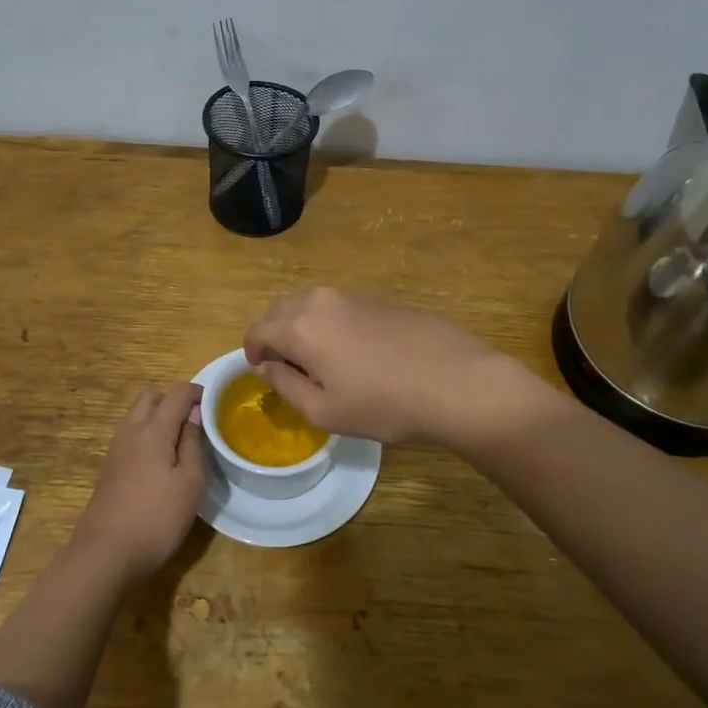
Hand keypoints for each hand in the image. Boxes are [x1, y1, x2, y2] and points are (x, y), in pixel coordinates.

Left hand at [72, 382, 206, 585]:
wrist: (105, 555)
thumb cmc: (156, 518)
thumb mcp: (190, 482)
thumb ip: (194, 443)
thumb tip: (195, 415)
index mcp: (153, 429)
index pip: (176, 392)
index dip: (197, 392)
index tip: (216, 404)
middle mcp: (131, 431)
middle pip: (152, 397)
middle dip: (174, 401)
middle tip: (196, 424)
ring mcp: (116, 449)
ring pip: (138, 416)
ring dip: (159, 418)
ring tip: (182, 444)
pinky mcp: (110, 468)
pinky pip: (131, 436)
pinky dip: (148, 436)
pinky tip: (162, 463)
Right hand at [244, 287, 538, 445]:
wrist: (455, 381)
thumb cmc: (384, 404)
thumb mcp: (325, 411)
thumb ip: (285, 386)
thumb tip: (266, 368)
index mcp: (300, 327)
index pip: (257, 331)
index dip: (252, 353)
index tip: (263, 373)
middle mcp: (320, 300)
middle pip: (279, 309)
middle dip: (273, 334)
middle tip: (286, 367)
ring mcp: (352, 295)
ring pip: (308, 303)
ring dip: (299, 325)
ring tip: (317, 359)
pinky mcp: (378, 298)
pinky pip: (336, 305)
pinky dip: (327, 322)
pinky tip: (351, 350)